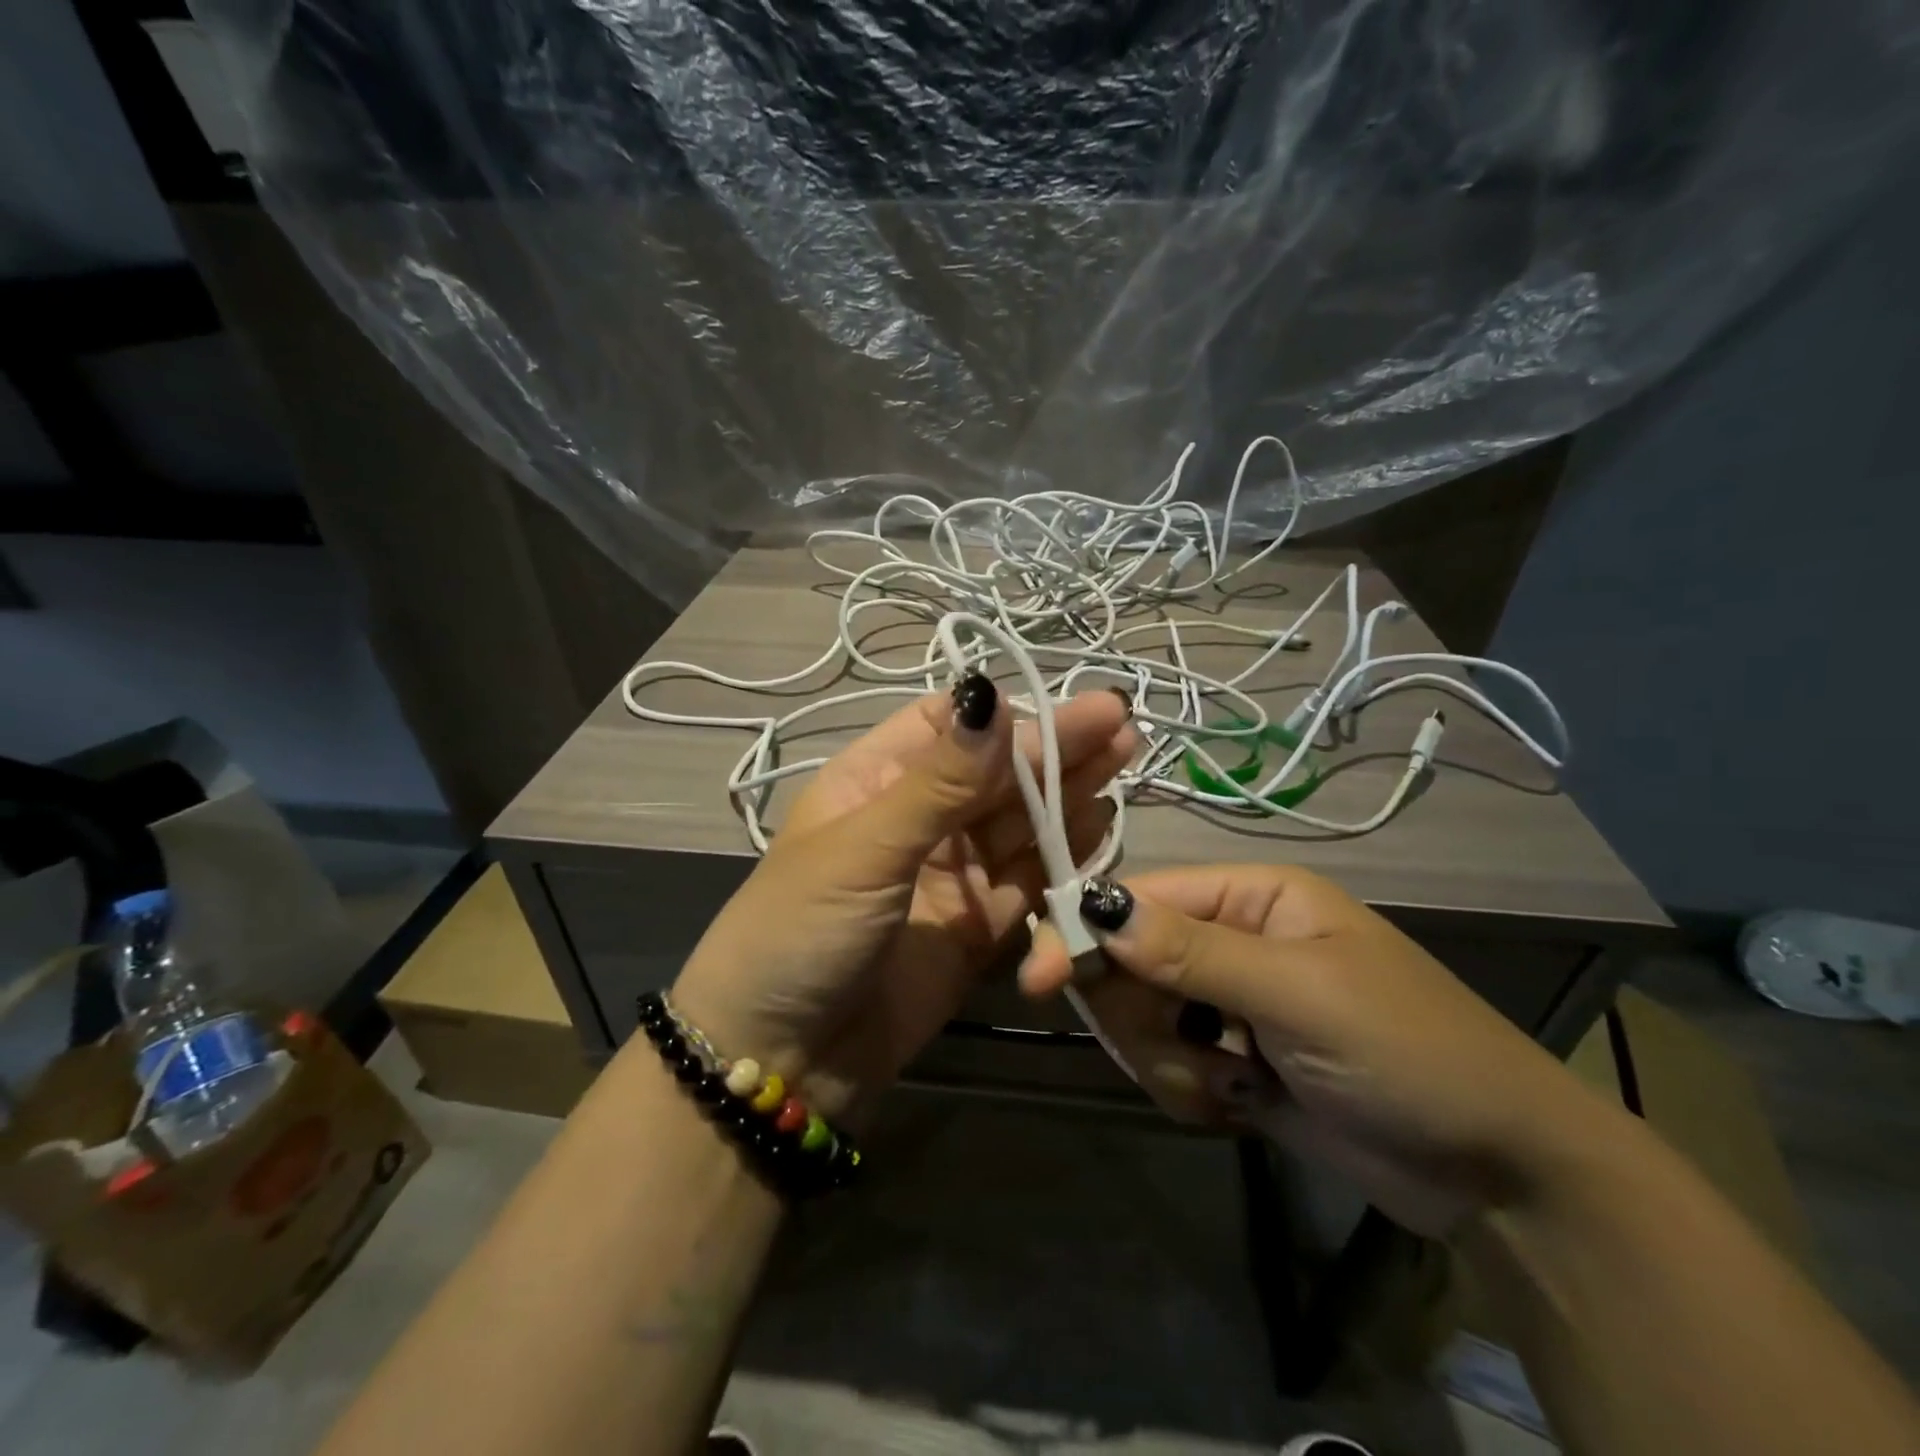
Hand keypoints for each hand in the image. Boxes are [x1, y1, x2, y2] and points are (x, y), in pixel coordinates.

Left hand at [671, 678, 1136, 1121]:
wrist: (782, 1060)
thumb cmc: (801, 931)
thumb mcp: (864, 848)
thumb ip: (939, 782)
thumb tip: (992, 695)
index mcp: (876, 780)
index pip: (948, 728)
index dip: (1004, 715)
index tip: (1066, 703)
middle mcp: (918, 819)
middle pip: (995, 774)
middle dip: (1054, 748)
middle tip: (1120, 722)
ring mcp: (951, 875)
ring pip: (1020, 823)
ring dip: (1068, 794)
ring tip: (1123, 760)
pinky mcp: (977, 927)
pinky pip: (1029, 881)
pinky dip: (1064, 857)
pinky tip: (1100, 827)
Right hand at [1019, 865, 1590, 1234]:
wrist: (1500, 1176)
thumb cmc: (1408, 1052)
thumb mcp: (1299, 996)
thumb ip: (1192, 953)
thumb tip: (1099, 907)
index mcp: (1250, 896)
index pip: (1139, 898)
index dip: (1083, 932)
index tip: (1036, 980)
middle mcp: (1230, 938)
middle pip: (1128, 963)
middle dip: (1144, 1019)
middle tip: (1190, 1058)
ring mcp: (1226, 1002)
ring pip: (1141, 1021)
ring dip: (1174, 1065)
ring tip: (1238, 1089)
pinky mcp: (1229, 1060)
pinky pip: (1167, 1066)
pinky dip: (1192, 1093)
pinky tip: (1245, 1108)